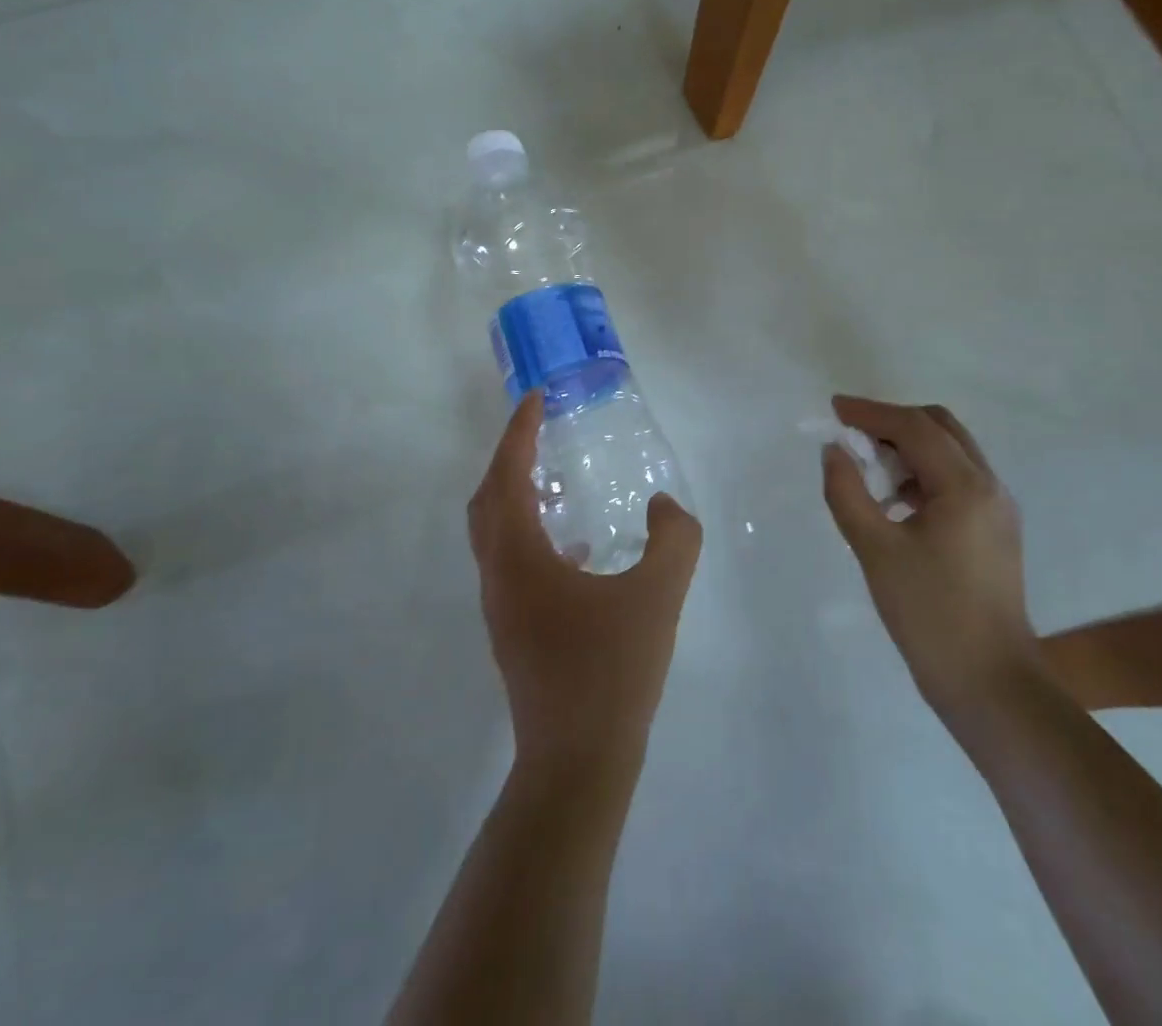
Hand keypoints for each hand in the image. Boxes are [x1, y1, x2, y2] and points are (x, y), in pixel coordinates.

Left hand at [469, 391, 702, 786]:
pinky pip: (513, 562)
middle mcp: (498, 575)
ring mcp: (501, 607)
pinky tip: (579, 550)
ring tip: (557, 480)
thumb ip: (673, 538)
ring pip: (495, 534)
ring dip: (517, 496)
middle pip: (488, 500)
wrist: (577, 763)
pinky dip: (533, 536)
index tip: (536, 399)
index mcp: (519, 556)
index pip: (508, 475)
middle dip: (510, 458)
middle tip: (541, 432)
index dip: (519, 432)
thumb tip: (663, 506)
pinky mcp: (514, 632)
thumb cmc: (611, 671)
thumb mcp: (658, 594)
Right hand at [821, 396, 1038, 719]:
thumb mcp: (875, 550)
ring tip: (869, 470)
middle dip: (893, 423)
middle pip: (940, 428)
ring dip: (909, 448)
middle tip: (852, 435)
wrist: (991, 685)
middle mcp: (990, 486)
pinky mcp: (996, 531)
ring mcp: (998, 509)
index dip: (870, 412)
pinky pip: (957, 480)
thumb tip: (833, 451)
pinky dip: (923, 474)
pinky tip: (896, 502)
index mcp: (966, 486)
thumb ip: (847, 492)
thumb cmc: (929, 614)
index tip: (834, 408)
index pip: (914, 427)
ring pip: (951, 452)